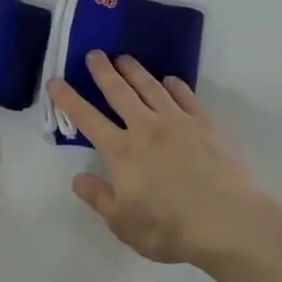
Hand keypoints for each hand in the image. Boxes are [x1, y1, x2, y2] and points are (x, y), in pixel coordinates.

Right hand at [48, 52, 269, 267]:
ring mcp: (177, 122)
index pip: (87, 118)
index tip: (55, 81)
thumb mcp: (122, 223)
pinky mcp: (204, 125)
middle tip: (94, 53)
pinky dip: (175, 85)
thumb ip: (98, 197)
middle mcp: (145, 128)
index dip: (68, 99)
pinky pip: (185, 97)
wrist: (225, 221)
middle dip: (103, 71)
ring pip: (151, 88)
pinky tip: (170, 80)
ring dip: (135, 71)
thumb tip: (77, 178)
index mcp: (120, 151)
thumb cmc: (167, 228)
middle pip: (119, 92)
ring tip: (125, 58)